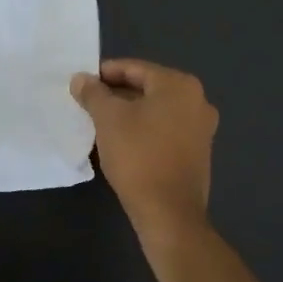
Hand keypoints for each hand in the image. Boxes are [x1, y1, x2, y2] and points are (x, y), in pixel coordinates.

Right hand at [70, 59, 216, 237]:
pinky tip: (122, 143)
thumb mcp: (108, 119)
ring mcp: (202, 128)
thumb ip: (93, 93)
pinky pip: (165, 130)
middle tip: (88, 104)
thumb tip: (81, 78)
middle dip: (116, 94)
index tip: (82, 84)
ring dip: (129, 114)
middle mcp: (197, 101)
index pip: (135, 68)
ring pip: (156, 111)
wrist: (168, 213)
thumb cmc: (138, 156)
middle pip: (147, 88)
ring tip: (101, 124)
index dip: (104, 74)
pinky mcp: (198, 153)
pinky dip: (144, 130)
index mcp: (179, 85)